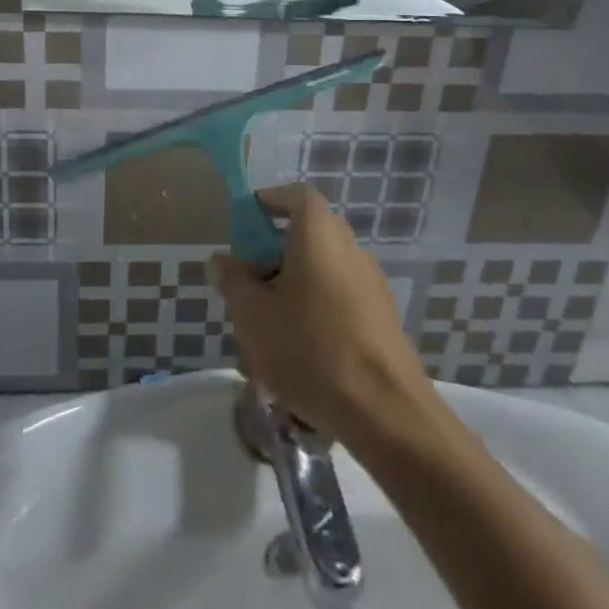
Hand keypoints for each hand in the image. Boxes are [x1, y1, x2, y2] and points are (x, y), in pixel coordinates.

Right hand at [212, 184, 432, 441]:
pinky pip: (339, 302)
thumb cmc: (310, 349)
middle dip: (274, 257)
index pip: (296, 195)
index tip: (247, 221)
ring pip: (321, 274)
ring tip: (266, 337)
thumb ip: (234, 282)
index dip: (271, 201)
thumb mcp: (254, 316)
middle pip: (307, 236)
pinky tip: (300, 361)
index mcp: (319, 233)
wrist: (386, 412)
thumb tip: (221, 261)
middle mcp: (349, 247)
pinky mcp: (382, 319)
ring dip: (293, 293)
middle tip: (248, 288)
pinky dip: (316, 316)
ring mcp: (371, 284)